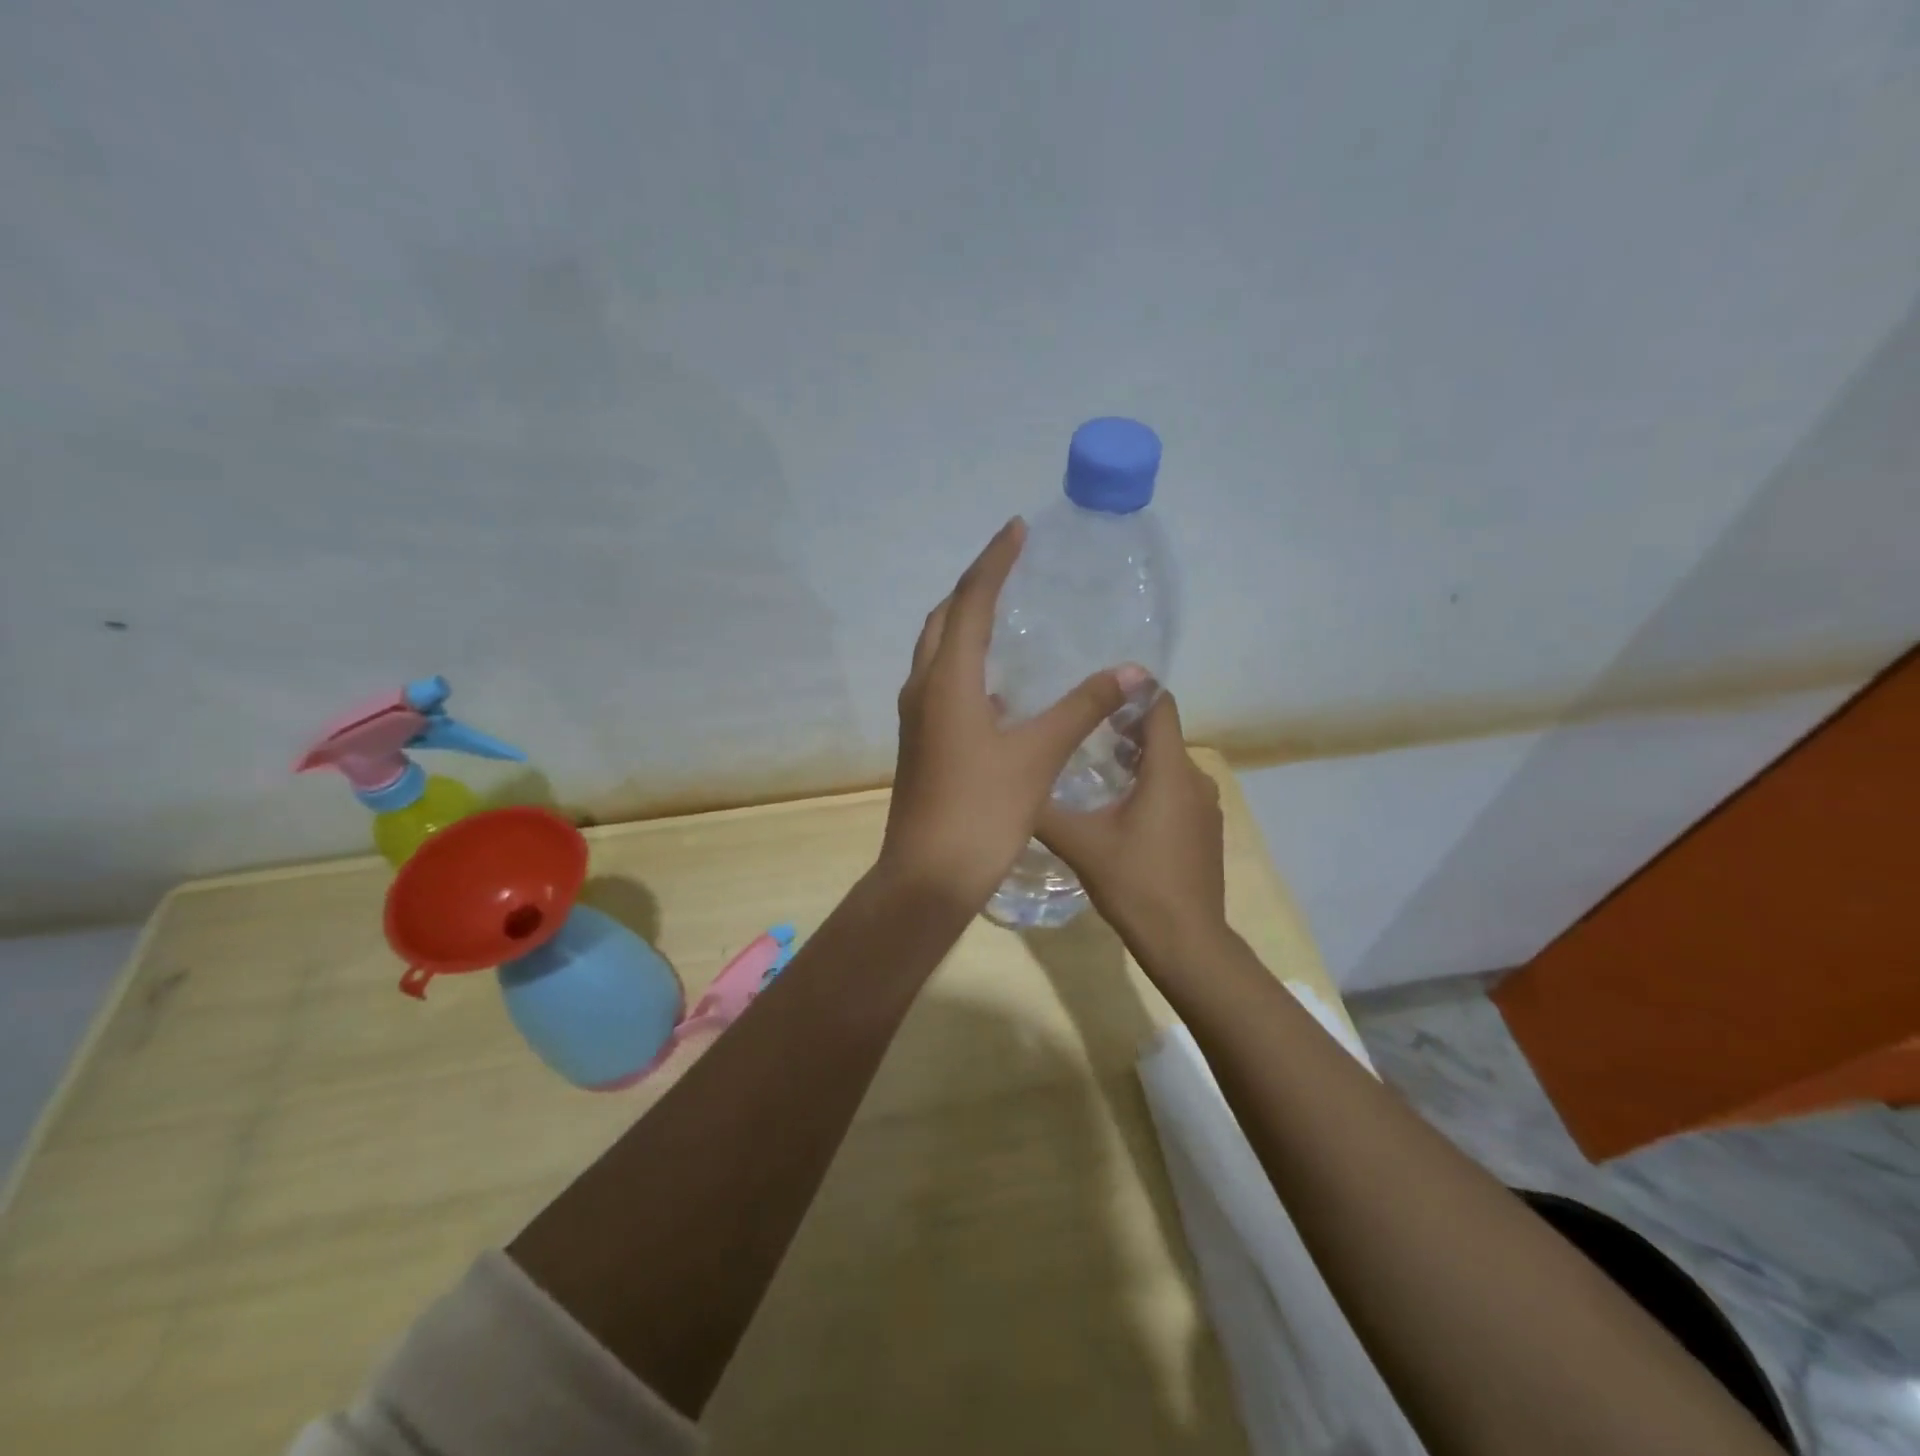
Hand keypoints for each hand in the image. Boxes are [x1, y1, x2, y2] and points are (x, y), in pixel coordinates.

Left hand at [880, 518, 1143, 910]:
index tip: (1016, 529)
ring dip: (962, 624)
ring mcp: (916, 717)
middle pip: (942, 619)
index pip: (971, 601)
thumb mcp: (1038, 755)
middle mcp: (923, 688)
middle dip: (972, 587)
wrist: (928, 875)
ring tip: (1002, 614)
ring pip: (935, 652)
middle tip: (1008, 568)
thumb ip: (1083, 707)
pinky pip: (938, 682)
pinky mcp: (919, 742)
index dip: (994, 561)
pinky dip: (962, 664)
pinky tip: (995, 684)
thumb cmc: (982, 810)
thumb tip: (1133, 671)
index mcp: (947, 680)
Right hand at [1036, 692, 1231, 971]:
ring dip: (1136, 757)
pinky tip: (1118, 805)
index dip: (1132, 689)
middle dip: (1124, 725)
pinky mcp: (1204, 830)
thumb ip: (1045, 811)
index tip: (1097, 686)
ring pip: (1169, 764)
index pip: (1160, 706)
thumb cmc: (1136, 884)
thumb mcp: (1080, 844)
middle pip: (1162, 734)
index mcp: (1169, 771)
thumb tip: (1010, 785)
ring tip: (1093, 762)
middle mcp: (1195, 779)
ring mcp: (1205, 807)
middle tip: (1080, 725)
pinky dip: (1151, 783)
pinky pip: (1177, 789)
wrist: (1187, 942)